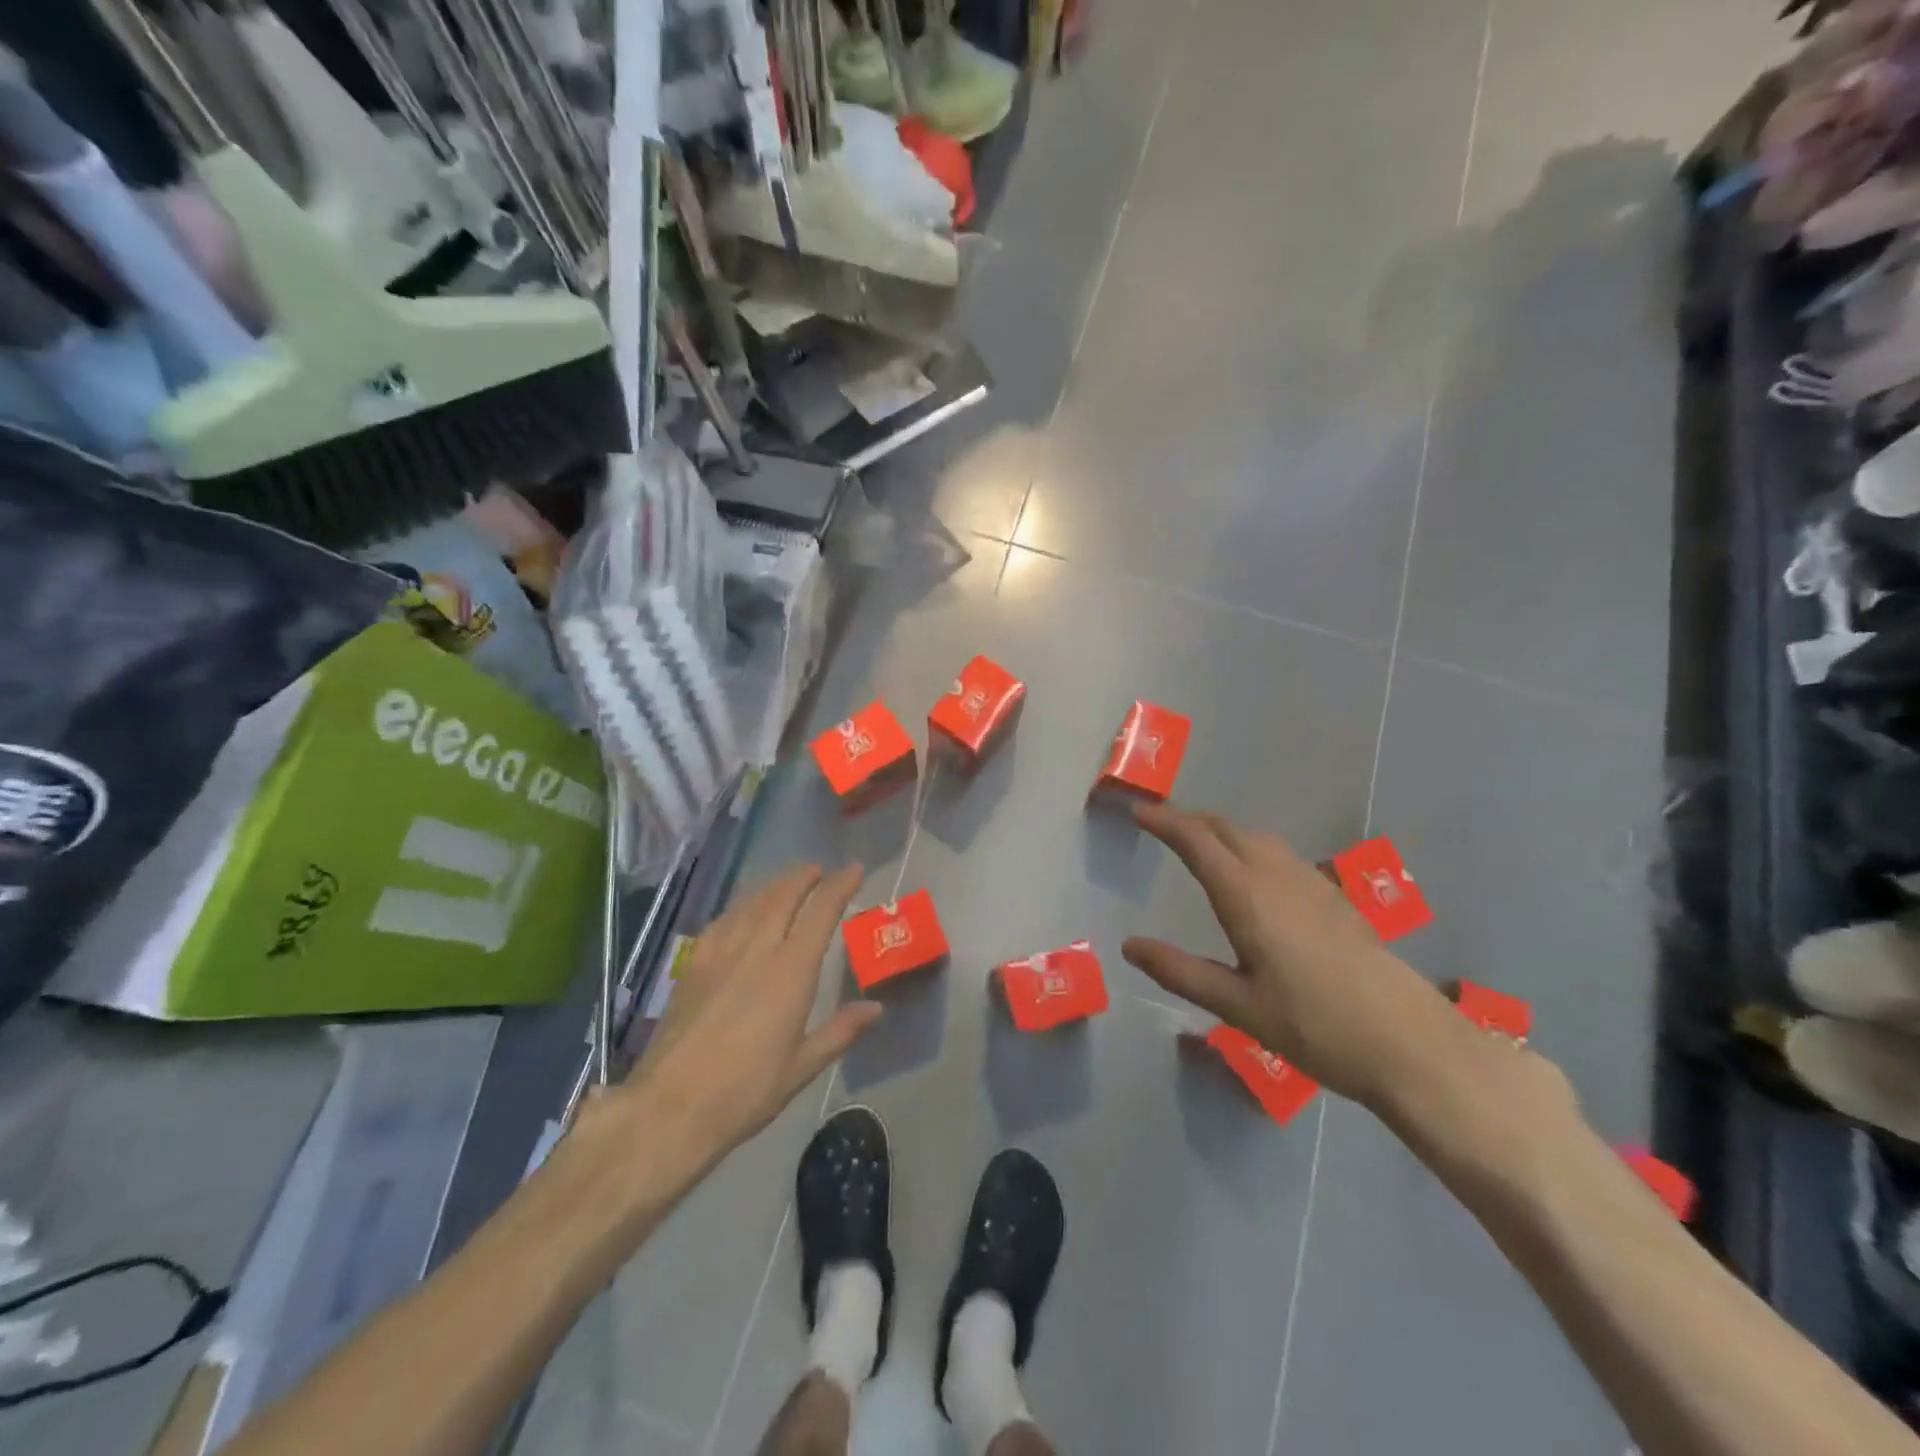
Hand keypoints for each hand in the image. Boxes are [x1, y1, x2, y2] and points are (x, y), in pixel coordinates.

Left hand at [608, 863, 880, 1181]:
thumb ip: (841, 1031)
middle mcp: (758, 948)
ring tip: (788, 882)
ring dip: (775, 884)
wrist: (670, 1107)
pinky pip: (723, 920)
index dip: (841, 884)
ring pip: (752, 901)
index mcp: (791, 969)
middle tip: (820, 870)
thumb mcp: (802, 1067)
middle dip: (805, 875)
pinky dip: (742, 906)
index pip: (821, 910)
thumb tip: (876, 1008)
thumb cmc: (746, 1091)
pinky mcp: (693, 964)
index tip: (855, 869)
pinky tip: (743, 912)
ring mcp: (721, 952)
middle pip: (784, 894)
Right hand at [1123, 803, 1461, 1107]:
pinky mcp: (1334, 898)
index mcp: (1247, 896)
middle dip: (1190, 819)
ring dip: (1221, 830)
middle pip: (1227, 829)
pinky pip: (1279, 853)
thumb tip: (1129, 945)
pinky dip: (1249, 846)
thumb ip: (1180, 971)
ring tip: (1199, 842)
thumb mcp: (1238, 1007)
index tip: (1138, 812)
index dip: (1165, 822)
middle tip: (1160, 825)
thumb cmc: (1316, 1026)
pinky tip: (1252, 874)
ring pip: (1256, 837)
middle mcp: (1278, 876)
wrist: (1410, 1042)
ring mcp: (1312, 883)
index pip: (1197, 842)